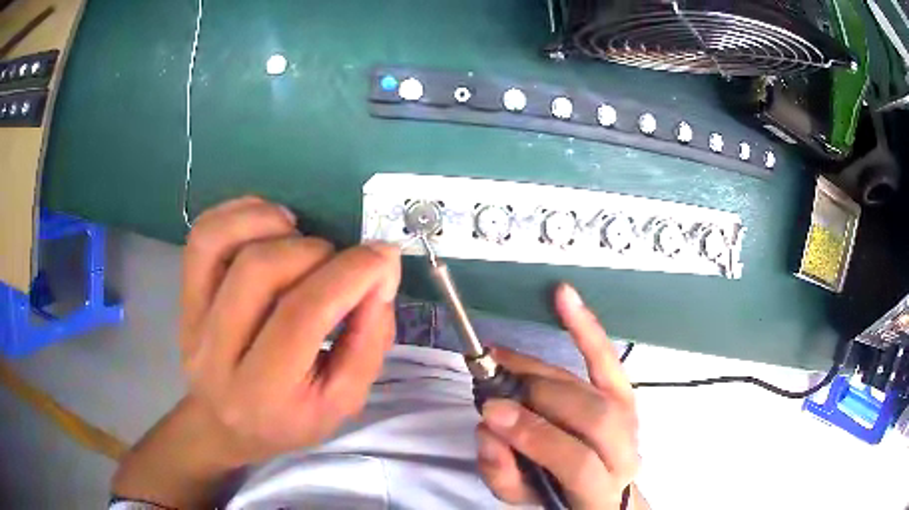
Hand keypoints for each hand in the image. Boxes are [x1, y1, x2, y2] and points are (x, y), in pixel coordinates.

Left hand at [179, 196, 400, 464]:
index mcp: (264, 391)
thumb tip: (379, 274)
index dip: (349, 274)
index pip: (302, 315)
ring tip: (300, 237)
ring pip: (221, 242)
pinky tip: (271, 225)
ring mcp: (193, 319)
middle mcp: (218, 352)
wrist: (226, 426)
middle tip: (337, 264)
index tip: (382, 257)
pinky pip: (203, 236)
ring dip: (273, 224)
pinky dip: (240, 213)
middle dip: (315, 252)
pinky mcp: (185, 296)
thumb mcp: (343, 401)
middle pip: (260, 270)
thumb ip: (369, 341)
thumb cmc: (289, 419)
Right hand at [476, 284, 640, 508]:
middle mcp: (625, 451)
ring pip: (599, 387)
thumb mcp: (522, 497)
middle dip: (538, 396)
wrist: (596, 490)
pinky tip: (564, 296)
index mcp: (600, 488)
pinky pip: (608, 360)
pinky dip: (585, 328)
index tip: (491, 414)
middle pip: (592, 416)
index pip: (576, 461)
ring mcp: (630, 419)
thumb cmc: (556, 495)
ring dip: (546, 369)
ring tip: (502, 358)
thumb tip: (488, 429)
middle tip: (492, 384)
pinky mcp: (625, 395)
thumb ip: (502, 472)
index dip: (536, 435)